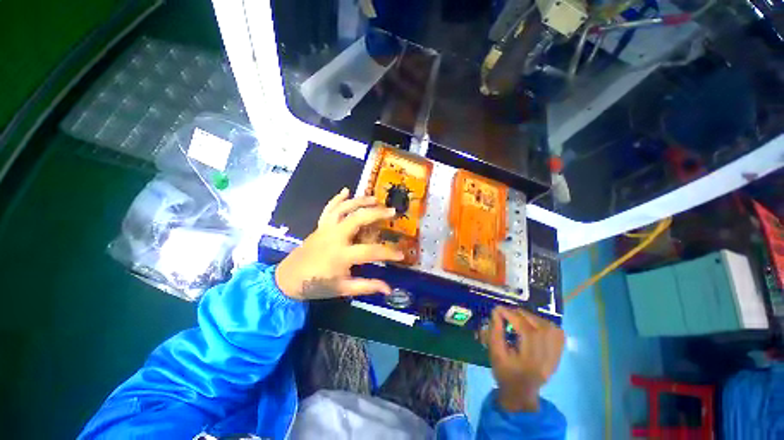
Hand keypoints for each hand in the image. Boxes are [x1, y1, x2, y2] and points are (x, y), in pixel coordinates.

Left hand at [275, 188, 404, 299]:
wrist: (287, 279)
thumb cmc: (317, 285)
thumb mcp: (343, 289)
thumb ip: (367, 286)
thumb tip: (389, 289)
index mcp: (341, 255)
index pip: (371, 251)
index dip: (388, 253)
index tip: (401, 254)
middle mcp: (334, 237)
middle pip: (357, 219)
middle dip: (376, 213)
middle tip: (392, 211)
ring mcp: (326, 229)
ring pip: (344, 209)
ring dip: (360, 201)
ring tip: (375, 198)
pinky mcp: (320, 225)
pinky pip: (329, 208)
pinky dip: (337, 198)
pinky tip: (346, 190)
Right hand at [483, 307, 564, 411]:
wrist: (521, 393)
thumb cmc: (504, 373)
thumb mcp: (495, 354)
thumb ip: (495, 332)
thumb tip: (496, 312)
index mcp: (530, 362)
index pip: (526, 331)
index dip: (512, 316)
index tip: (498, 309)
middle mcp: (547, 359)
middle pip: (540, 328)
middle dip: (521, 314)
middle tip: (508, 312)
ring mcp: (556, 357)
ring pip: (550, 328)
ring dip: (533, 317)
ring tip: (519, 317)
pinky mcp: (558, 355)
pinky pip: (558, 334)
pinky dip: (546, 324)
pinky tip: (534, 324)